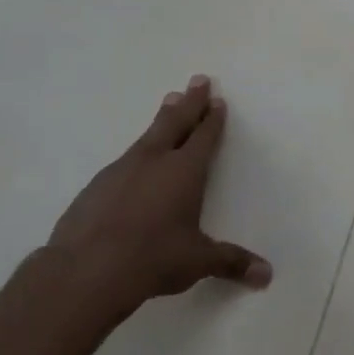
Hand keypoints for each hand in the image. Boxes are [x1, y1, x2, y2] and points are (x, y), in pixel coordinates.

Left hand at [34, 76, 271, 325]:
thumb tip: (267, 275)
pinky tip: (135, 163)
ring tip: (169, 104)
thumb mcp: (198, 261)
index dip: (212, 119)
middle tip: (198, 79)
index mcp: (184, 171)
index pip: (204, 137)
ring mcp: (121, 170)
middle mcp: (154, 161)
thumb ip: (232, 262)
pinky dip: (137, 153)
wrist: (86, 270)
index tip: (217, 100)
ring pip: (148, 136)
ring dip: (162, 119)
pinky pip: (125, 160)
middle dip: (190, 101)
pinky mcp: (97, 186)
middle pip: (176, 121)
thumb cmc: (153, 258)